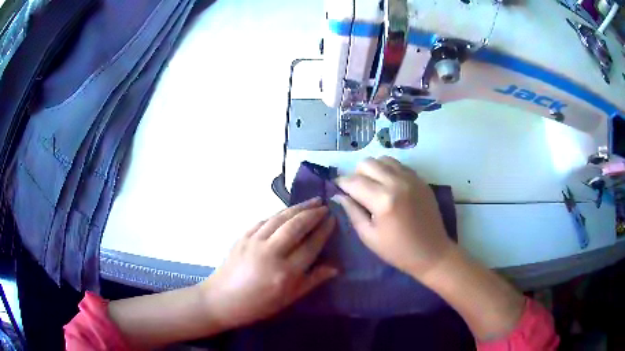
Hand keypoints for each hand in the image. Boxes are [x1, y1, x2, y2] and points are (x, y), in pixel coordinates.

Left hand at [201, 198, 336, 328]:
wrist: (221, 299)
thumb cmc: (258, 305)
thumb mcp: (288, 299)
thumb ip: (313, 280)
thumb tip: (335, 267)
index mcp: (285, 272)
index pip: (310, 245)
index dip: (323, 231)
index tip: (333, 219)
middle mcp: (271, 252)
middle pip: (296, 226)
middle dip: (313, 213)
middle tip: (325, 206)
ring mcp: (254, 241)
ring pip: (280, 218)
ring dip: (298, 208)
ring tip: (312, 202)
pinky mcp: (243, 236)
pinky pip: (264, 220)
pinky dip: (279, 214)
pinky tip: (287, 212)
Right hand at [334, 156, 453, 278]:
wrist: (432, 252)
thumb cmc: (398, 251)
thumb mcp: (369, 236)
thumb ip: (352, 212)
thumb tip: (338, 195)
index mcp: (383, 201)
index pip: (354, 181)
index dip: (341, 183)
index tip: (337, 188)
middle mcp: (397, 183)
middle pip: (367, 163)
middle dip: (357, 174)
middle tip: (358, 191)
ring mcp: (412, 178)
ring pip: (383, 159)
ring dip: (374, 170)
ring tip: (374, 187)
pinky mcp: (421, 180)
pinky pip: (399, 165)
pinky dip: (389, 171)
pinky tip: (390, 187)